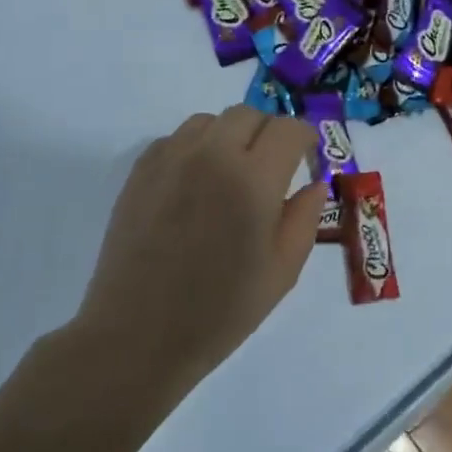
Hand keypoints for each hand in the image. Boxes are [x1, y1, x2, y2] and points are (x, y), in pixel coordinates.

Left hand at [69, 107, 325, 408]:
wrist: (138, 336)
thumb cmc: (221, 310)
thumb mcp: (283, 270)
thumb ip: (305, 217)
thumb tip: (313, 184)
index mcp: (253, 179)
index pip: (289, 129)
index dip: (306, 140)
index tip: (306, 162)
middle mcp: (211, 155)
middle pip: (250, 114)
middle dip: (269, 134)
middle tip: (271, 170)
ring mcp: (170, 159)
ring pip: (210, 121)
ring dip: (230, 137)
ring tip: (231, 176)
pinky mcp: (140, 172)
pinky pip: (176, 139)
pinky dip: (195, 149)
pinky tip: (195, 187)